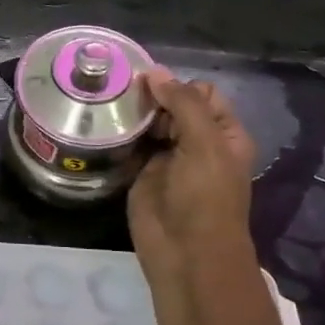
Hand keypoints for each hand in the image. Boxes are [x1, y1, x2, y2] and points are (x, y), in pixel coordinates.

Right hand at [128, 68, 259, 288]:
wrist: (185, 253)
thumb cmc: (205, 197)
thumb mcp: (204, 144)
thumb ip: (182, 104)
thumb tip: (154, 72)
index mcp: (223, 133)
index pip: (201, 93)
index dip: (177, 85)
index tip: (147, 83)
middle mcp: (196, 141)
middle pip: (172, 105)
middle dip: (151, 96)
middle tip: (121, 92)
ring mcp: (167, 158)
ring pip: (149, 123)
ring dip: (133, 113)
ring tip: (106, 101)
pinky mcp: (141, 173)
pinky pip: (131, 145)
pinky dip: (119, 134)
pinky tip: (101, 122)